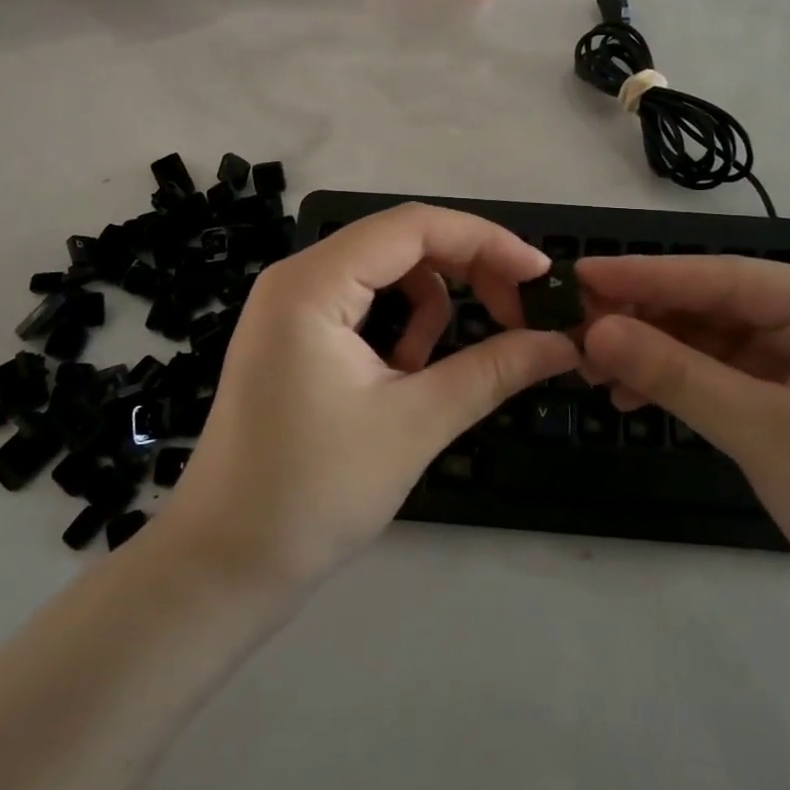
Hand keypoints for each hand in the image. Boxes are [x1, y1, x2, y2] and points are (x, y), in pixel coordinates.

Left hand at [161, 204, 579, 588]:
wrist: (225, 563)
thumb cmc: (315, 491)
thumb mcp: (416, 423)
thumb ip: (494, 369)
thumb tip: (563, 343)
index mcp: (314, 282)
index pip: (415, 226)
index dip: (486, 241)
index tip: (540, 276)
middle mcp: (297, 277)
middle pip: (402, 242)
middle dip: (465, 272)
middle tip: (516, 318)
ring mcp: (291, 305)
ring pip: (387, 272)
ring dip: (430, 308)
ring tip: (431, 373)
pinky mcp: (294, 334)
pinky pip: (365, 302)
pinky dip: (400, 327)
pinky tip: (402, 377)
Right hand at [577, 256, 789, 653]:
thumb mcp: (764, 431)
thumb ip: (676, 374)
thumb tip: (594, 332)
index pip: (726, 278)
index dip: (648, 275)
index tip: (583, 272)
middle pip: (715, 308)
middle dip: (646, 321)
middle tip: (577, 331)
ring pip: (712, 345)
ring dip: (655, 356)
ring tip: (595, 371)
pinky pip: (723, 380)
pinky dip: (678, 387)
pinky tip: (633, 399)